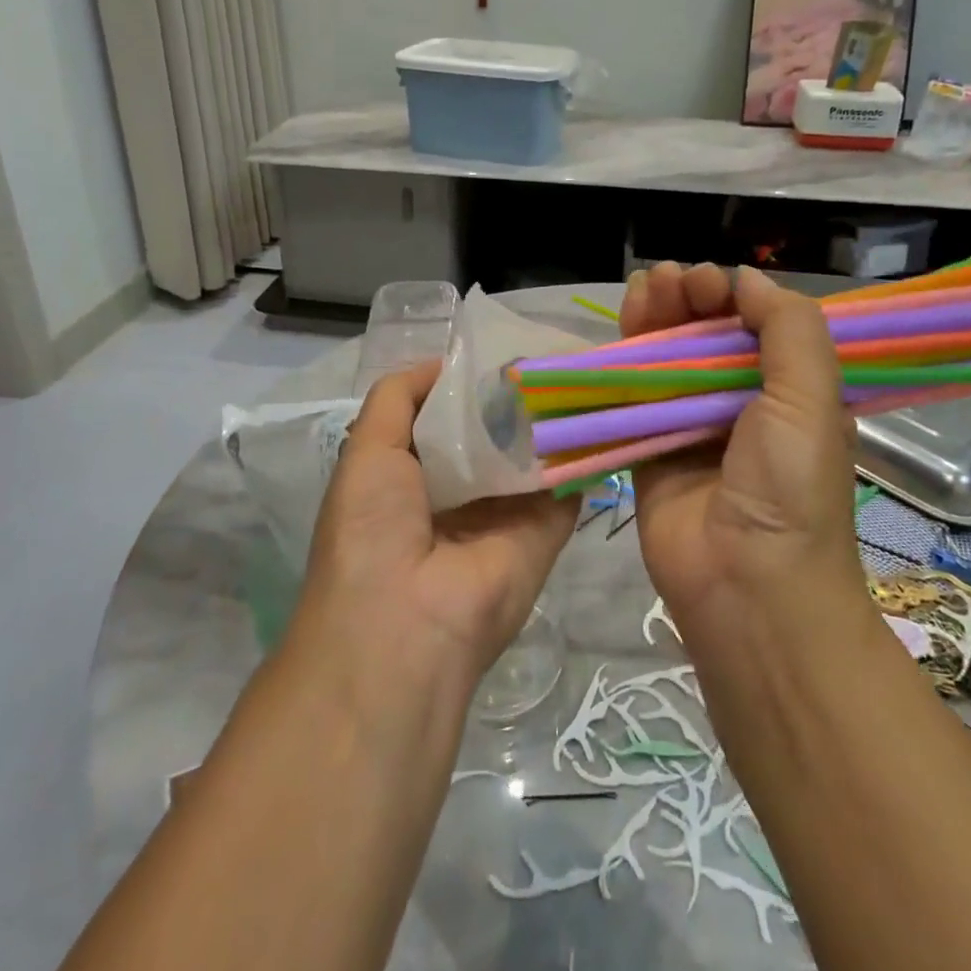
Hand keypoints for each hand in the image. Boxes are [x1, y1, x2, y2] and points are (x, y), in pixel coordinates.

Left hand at [301, 360, 576, 683]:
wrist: (407, 626)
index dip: (469, 381)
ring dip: (553, 414)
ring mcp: (508, 510)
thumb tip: (444, 363)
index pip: (449, 416)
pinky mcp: (547, 530)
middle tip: (552, 347)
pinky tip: (602, 405)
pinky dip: (584, 448)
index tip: (502, 345)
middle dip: (516, 393)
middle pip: (496, 430)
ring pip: (534, 451)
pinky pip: (568, 481)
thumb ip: (398, 399)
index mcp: (415, 473)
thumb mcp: (367, 450)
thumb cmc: (372, 528)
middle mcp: (463, 490)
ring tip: (581, 363)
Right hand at [619, 262, 865, 628]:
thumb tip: (747, 279)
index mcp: (787, 394)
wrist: (748, 586)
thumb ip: (788, 329)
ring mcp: (688, 429)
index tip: (710, 283)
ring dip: (655, 319)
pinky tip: (619, 327)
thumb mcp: (811, 399)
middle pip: (705, 338)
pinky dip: (622, 362)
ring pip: (665, 360)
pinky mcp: (646, 451)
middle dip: (688, 301)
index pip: (754, 328)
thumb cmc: (790, 488)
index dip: (731, 297)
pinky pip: (630, 398)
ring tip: (645, 285)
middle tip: (671, 280)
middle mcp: (738, 406)